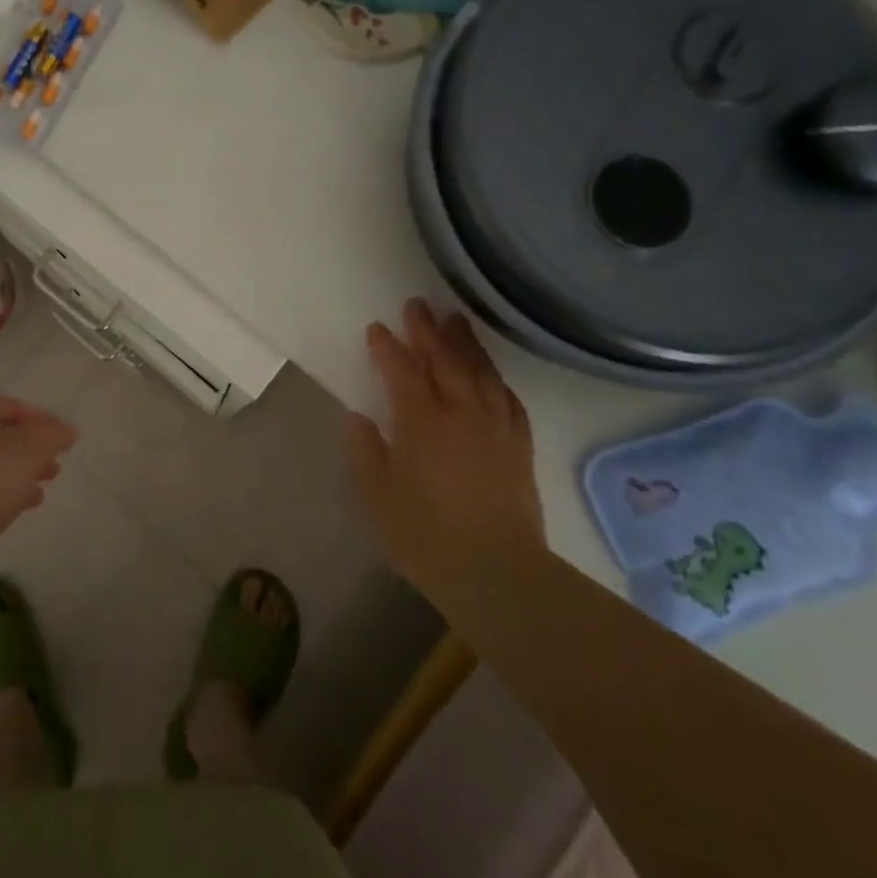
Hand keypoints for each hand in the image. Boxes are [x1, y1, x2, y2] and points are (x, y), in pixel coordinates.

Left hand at [0, 395, 77, 584]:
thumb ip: (51, 436)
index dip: (42, 420)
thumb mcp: (25, 454)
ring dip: (13, 474)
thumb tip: (65, 429)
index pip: (13, 405)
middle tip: (53, 469)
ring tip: (36, 494)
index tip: (64, 441)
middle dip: (29, 450)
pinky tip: (7, 511)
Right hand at [344, 299, 542, 603]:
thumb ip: (365, 451)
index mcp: (422, 422)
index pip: (402, 372)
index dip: (388, 348)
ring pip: (480, 373)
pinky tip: (491, 375)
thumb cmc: (426, 536)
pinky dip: (496, 380)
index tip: (377, 328)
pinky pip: (508, 400)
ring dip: (466, 344)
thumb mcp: (378, 496)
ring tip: (456, 320)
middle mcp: (461, 413)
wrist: (497, 572)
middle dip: (428, 331)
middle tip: (417, 305)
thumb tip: (357, 417)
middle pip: (444, 361)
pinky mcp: (518, 447)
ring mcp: (495, 428)